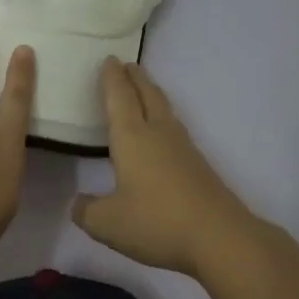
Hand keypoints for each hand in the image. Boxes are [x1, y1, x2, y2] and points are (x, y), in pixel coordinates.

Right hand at [73, 59, 258, 276]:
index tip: (109, 60)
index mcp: (132, 138)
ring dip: (152, 95)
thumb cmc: (156, 222)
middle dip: (135, 78)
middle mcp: (158, 134)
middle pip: (147, 96)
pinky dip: (163, 119)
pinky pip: (174, 130)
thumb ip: (87, 210)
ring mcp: (183, 148)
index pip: (119, 98)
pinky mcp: (198, 166)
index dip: (112, 79)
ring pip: (164, 110)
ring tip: (143, 90)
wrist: (219, 238)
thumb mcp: (107, 223)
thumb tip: (79, 202)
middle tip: (127, 64)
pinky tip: (161, 134)